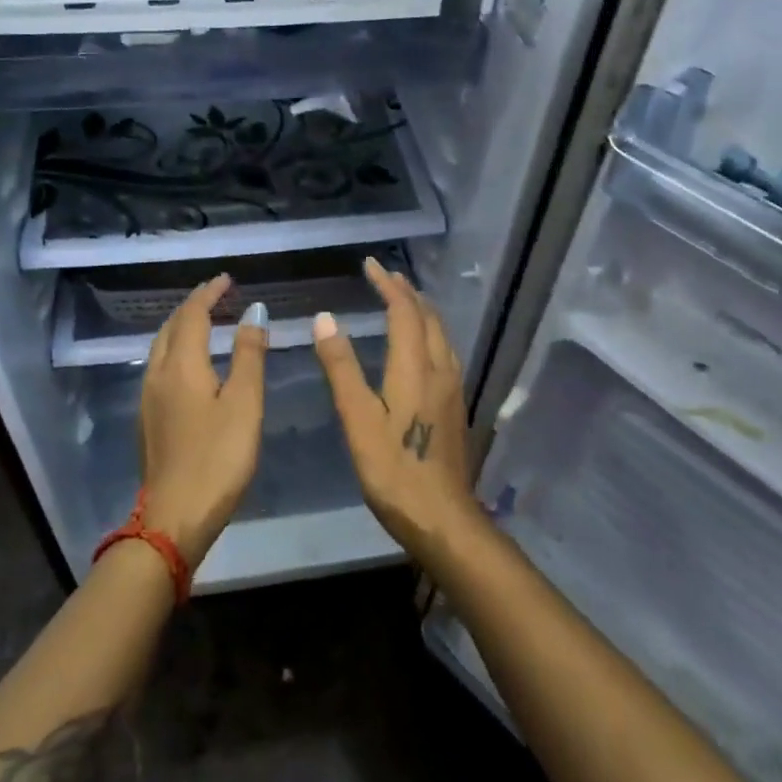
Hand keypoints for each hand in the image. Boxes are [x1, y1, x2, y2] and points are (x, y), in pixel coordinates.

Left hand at [138, 275, 269, 570]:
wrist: (174, 518)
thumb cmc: (218, 458)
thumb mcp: (244, 403)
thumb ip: (249, 354)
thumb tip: (254, 311)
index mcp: (181, 365)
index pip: (193, 314)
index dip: (210, 293)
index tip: (227, 279)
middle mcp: (157, 374)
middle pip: (172, 326)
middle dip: (193, 306)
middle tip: (218, 295)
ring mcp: (148, 398)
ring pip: (161, 346)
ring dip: (182, 326)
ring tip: (206, 321)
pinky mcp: (148, 419)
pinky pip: (160, 366)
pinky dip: (177, 349)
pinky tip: (192, 363)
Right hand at [312, 257, 479, 558]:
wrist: (442, 517)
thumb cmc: (392, 470)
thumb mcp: (358, 419)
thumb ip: (341, 367)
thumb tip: (326, 318)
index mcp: (415, 368)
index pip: (404, 311)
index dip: (387, 285)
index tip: (370, 265)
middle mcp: (440, 369)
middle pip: (428, 317)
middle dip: (407, 292)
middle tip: (385, 277)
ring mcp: (453, 388)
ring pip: (441, 334)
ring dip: (421, 311)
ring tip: (403, 300)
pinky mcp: (455, 406)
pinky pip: (444, 351)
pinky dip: (429, 332)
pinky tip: (420, 346)